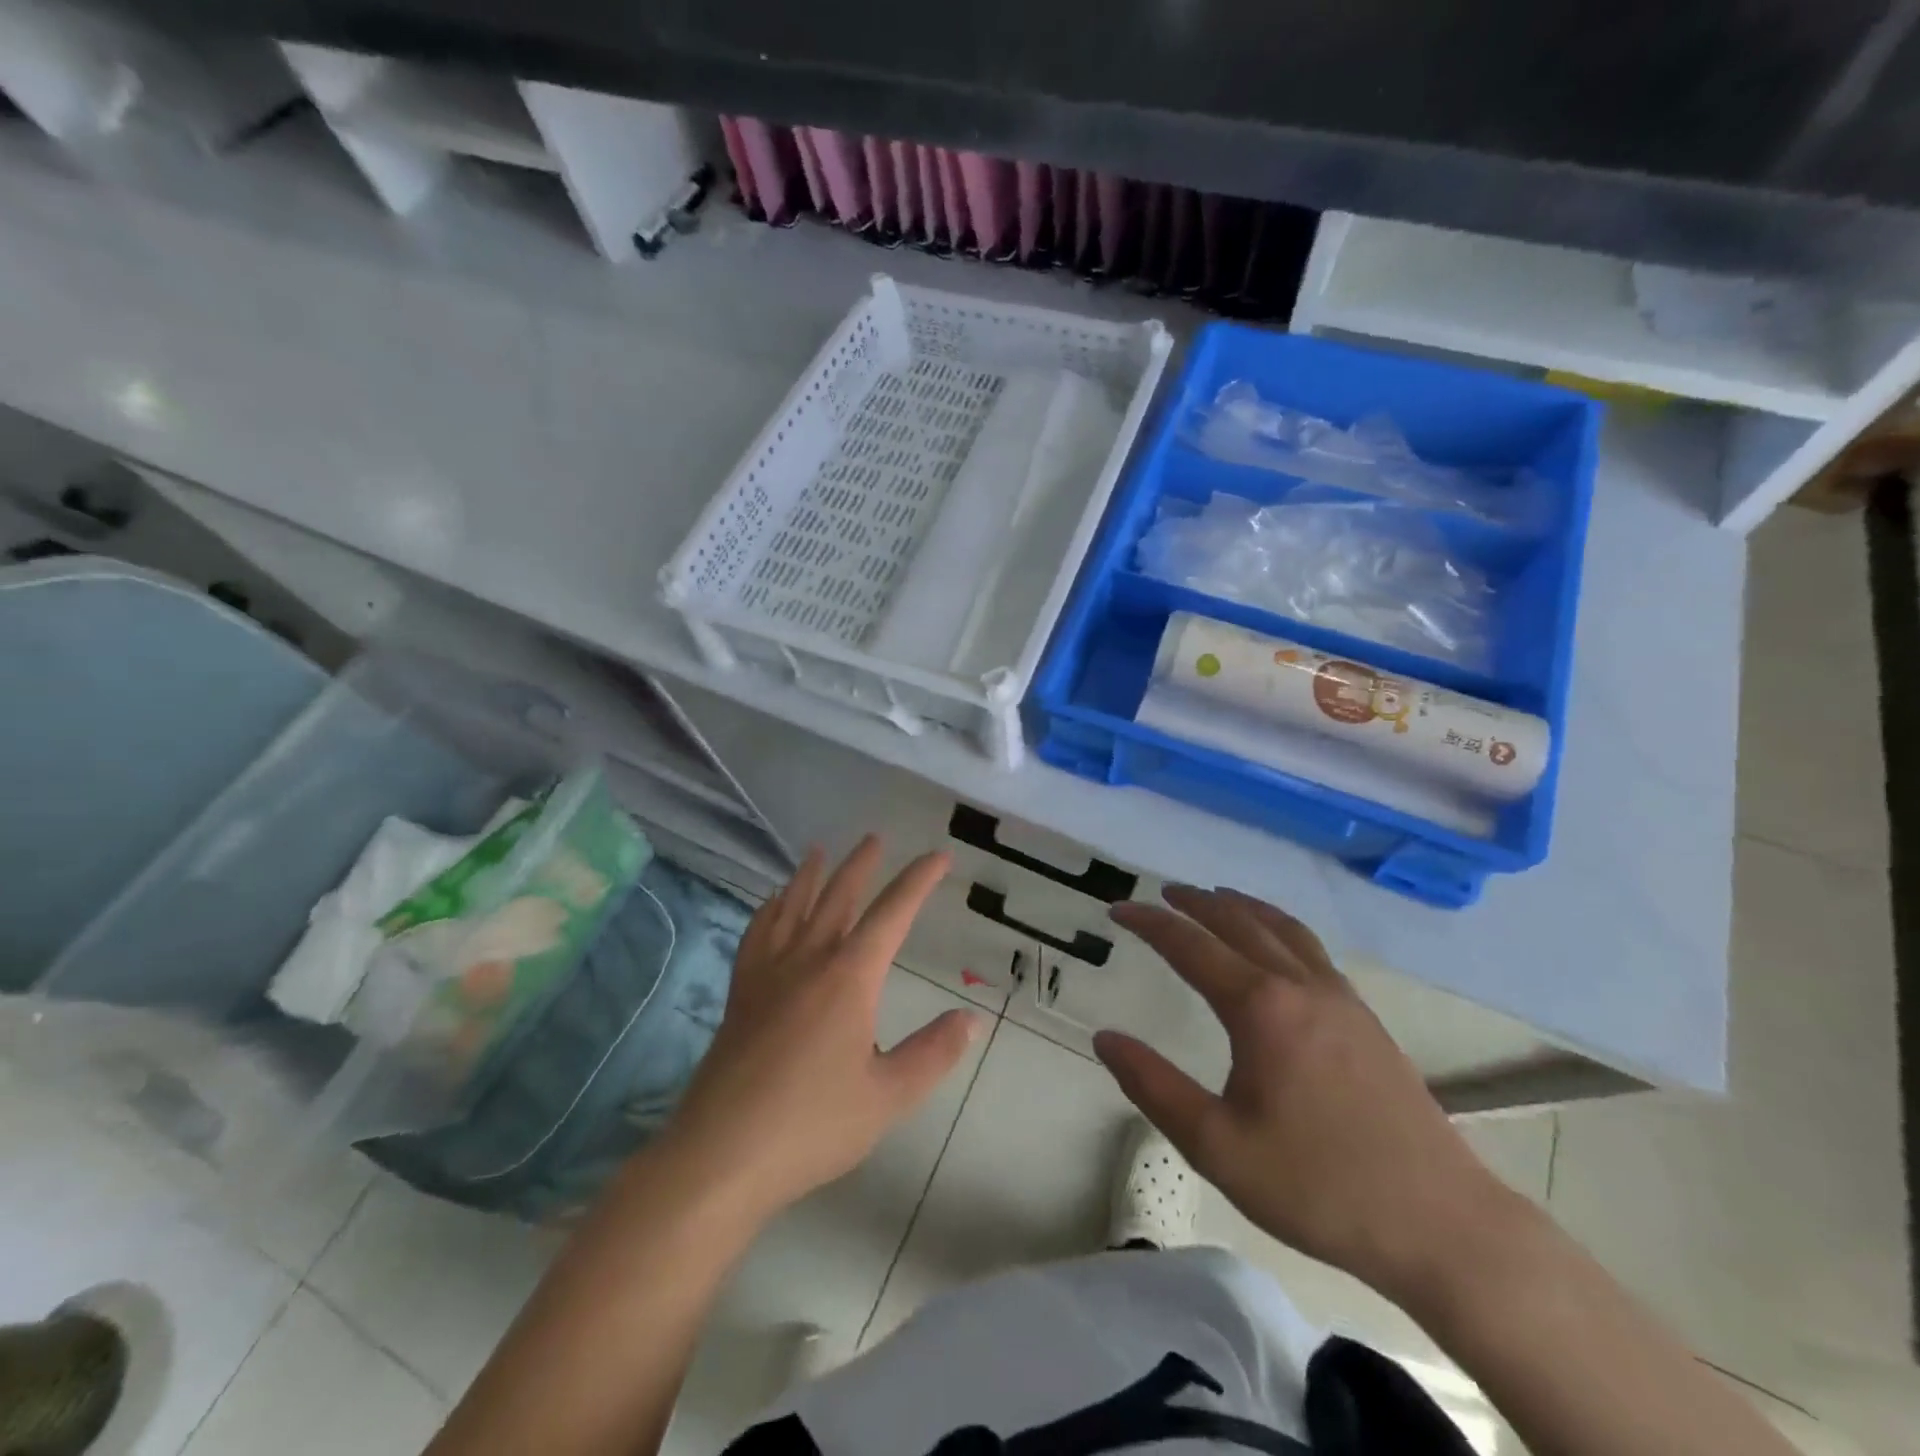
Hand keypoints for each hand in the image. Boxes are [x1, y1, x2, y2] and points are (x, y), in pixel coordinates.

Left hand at [663, 838, 984, 1221]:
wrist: (721, 1155)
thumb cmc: (812, 1125)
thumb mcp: (887, 1096)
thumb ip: (932, 1053)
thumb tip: (970, 1018)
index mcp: (849, 977)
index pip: (892, 914)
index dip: (918, 881)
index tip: (938, 856)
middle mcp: (808, 960)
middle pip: (838, 897)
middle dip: (861, 866)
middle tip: (874, 838)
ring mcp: (768, 974)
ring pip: (793, 907)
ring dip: (810, 876)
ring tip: (818, 851)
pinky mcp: (740, 993)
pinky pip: (757, 934)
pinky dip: (769, 909)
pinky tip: (771, 905)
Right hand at [1097, 885, 1518, 1302]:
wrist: (1441, 1223)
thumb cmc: (1318, 1186)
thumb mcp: (1218, 1146)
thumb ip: (1154, 1087)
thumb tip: (1104, 1038)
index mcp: (1261, 1008)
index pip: (1191, 946)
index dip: (1150, 923)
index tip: (1118, 909)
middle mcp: (1300, 986)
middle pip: (1239, 923)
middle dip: (1195, 903)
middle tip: (1162, 893)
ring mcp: (1340, 998)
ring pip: (1282, 928)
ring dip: (1241, 906)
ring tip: (1215, 897)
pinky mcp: (1364, 1018)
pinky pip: (1310, 948)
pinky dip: (1278, 926)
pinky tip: (1276, 944)